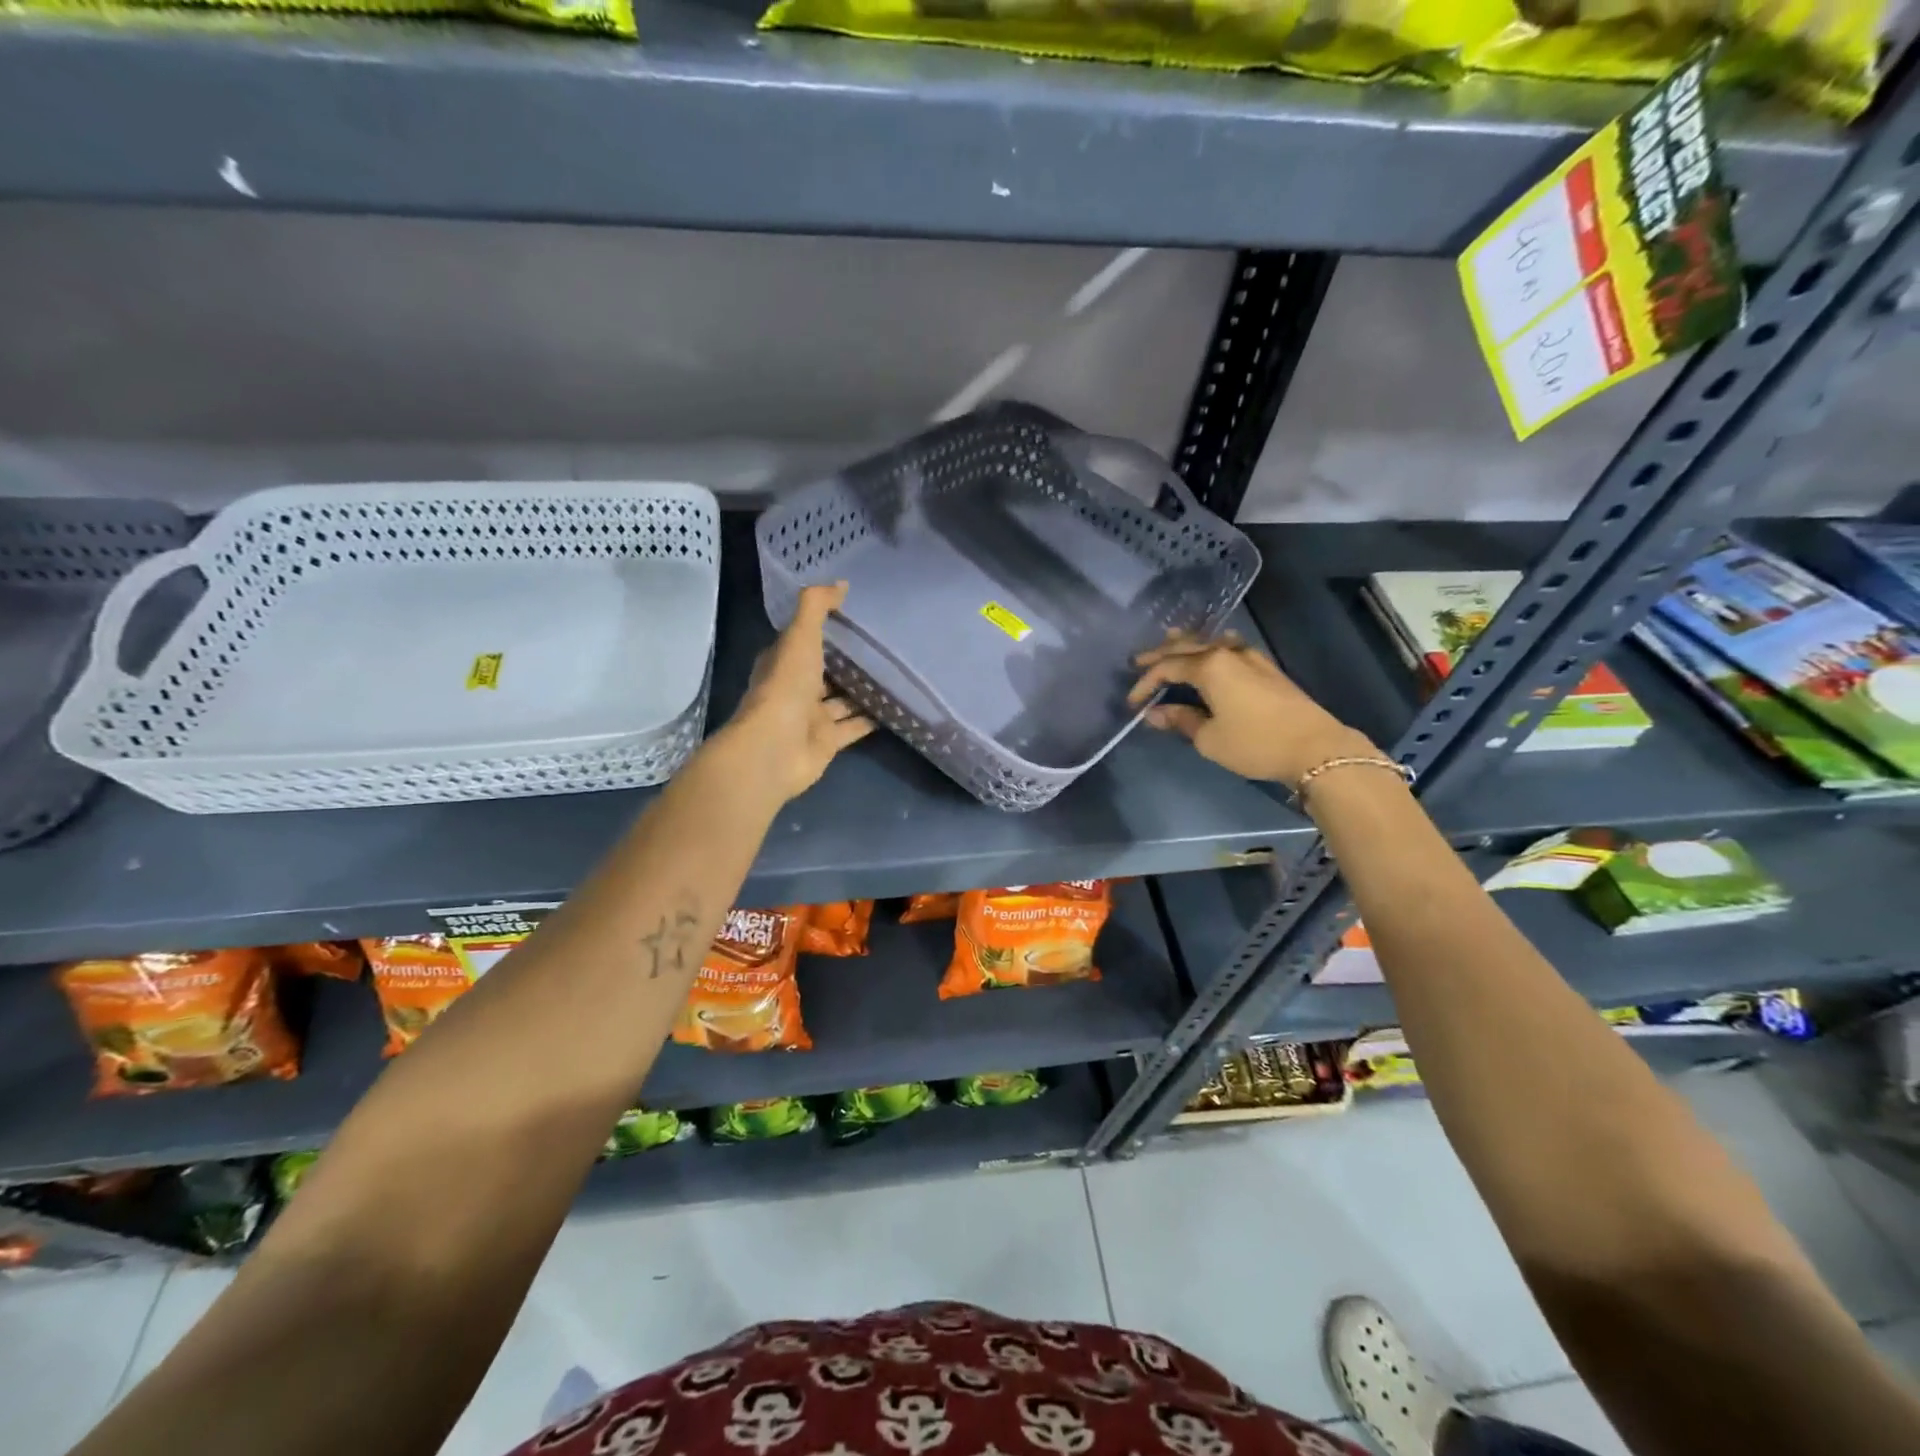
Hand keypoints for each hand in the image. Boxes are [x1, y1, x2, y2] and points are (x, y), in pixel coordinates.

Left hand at [720, 582, 874, 801]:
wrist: (775, 749)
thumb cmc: (785, 688)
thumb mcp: (800, 637)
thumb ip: (817, 607)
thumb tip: (841, 584)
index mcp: (782, 662)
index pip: (803, 640)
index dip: (823, 628)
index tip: (852, 616)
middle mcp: (795, 689)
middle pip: (824, 672)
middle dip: (847, 661)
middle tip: (882, 645)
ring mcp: (811, 718)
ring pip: (841, 700)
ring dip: (862, 690)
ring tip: (895, 673)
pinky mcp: (828, 742)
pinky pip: (854, 726)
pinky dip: (871, 718)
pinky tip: (896, 706)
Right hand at [1127, 630, 1375, 787]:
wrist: (1315, 747)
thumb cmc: (1255, 743)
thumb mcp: (1209, 739)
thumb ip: (1181, 720)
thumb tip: (1154, 713)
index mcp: (1209, 667)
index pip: (1167, 668)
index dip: (1145, 684)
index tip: (1131, 703)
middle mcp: (1227, 653)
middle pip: (1186, 647)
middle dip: (1160, 654)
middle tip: (1139, 661)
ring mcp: (1249, 657)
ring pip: (1210, 642)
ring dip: (1187, 643)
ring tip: (1170, 638)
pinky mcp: (1265, 667)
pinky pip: (1229, 647)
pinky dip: (1213, 646)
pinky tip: (1214, 646)